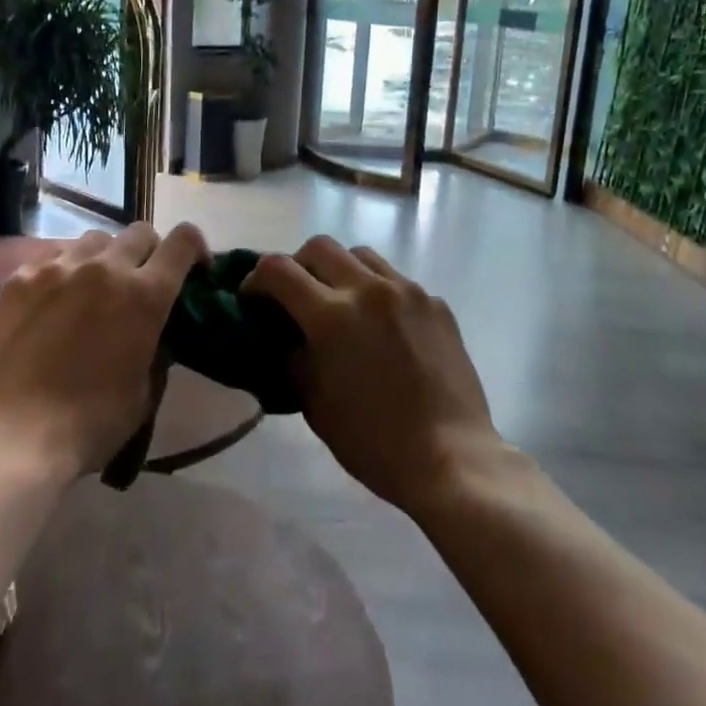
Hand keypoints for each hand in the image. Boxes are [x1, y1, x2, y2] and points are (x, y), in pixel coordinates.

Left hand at [0, 222, 208, 479]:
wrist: (15, 436)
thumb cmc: (92, 423)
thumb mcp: (145, 389)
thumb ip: (155, 346)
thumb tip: (153, 329)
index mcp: (145, 295)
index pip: (183, 242)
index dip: (194, 248)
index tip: (192, 269)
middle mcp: (106, 268)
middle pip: (139, 233)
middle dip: (149, 253)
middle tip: (140, 283)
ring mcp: (58, 267)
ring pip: (95, 239)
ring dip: (106, 257)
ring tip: (93, 288)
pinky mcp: (20, 278)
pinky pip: (54, 255)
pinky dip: (65, 269)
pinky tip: (54, 299)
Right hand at [245, 237, 502, 513]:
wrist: (451, 458)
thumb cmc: (373, 440)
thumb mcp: (314, 402)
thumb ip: (292, 356)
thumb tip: (284, 334)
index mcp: (331, 316)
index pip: (277, 269)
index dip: (256, 280)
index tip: (254, 300)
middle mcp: (368, 289)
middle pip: (318, 247)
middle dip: (297, 266)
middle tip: (296, 297)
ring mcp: (407, 292)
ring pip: (361, 255)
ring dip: (339, 270)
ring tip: (341, 304)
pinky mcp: (436, 303)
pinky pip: (396, 280)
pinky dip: (377, 291)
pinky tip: (383, 327)